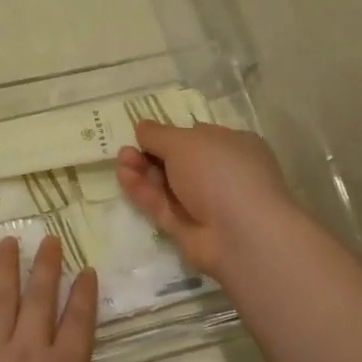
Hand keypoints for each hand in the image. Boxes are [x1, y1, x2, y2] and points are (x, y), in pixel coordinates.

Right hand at [117, 121, 299, 284]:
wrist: (240, 234)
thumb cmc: (220, 172)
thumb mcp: (184, 142)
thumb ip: (158, 134)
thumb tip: (142, 127)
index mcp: (234, 147)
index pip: (198, 136)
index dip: (170, 134)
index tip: (144, 133)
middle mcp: (222, 174)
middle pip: (179, 161)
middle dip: (151, 153)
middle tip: (127, 149)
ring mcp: (206, 204)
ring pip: (168, 184)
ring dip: (143, 170)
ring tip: (121, 160)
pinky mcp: (188, 228)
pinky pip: (163, 206)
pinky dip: (144, 191)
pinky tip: (124, 176)